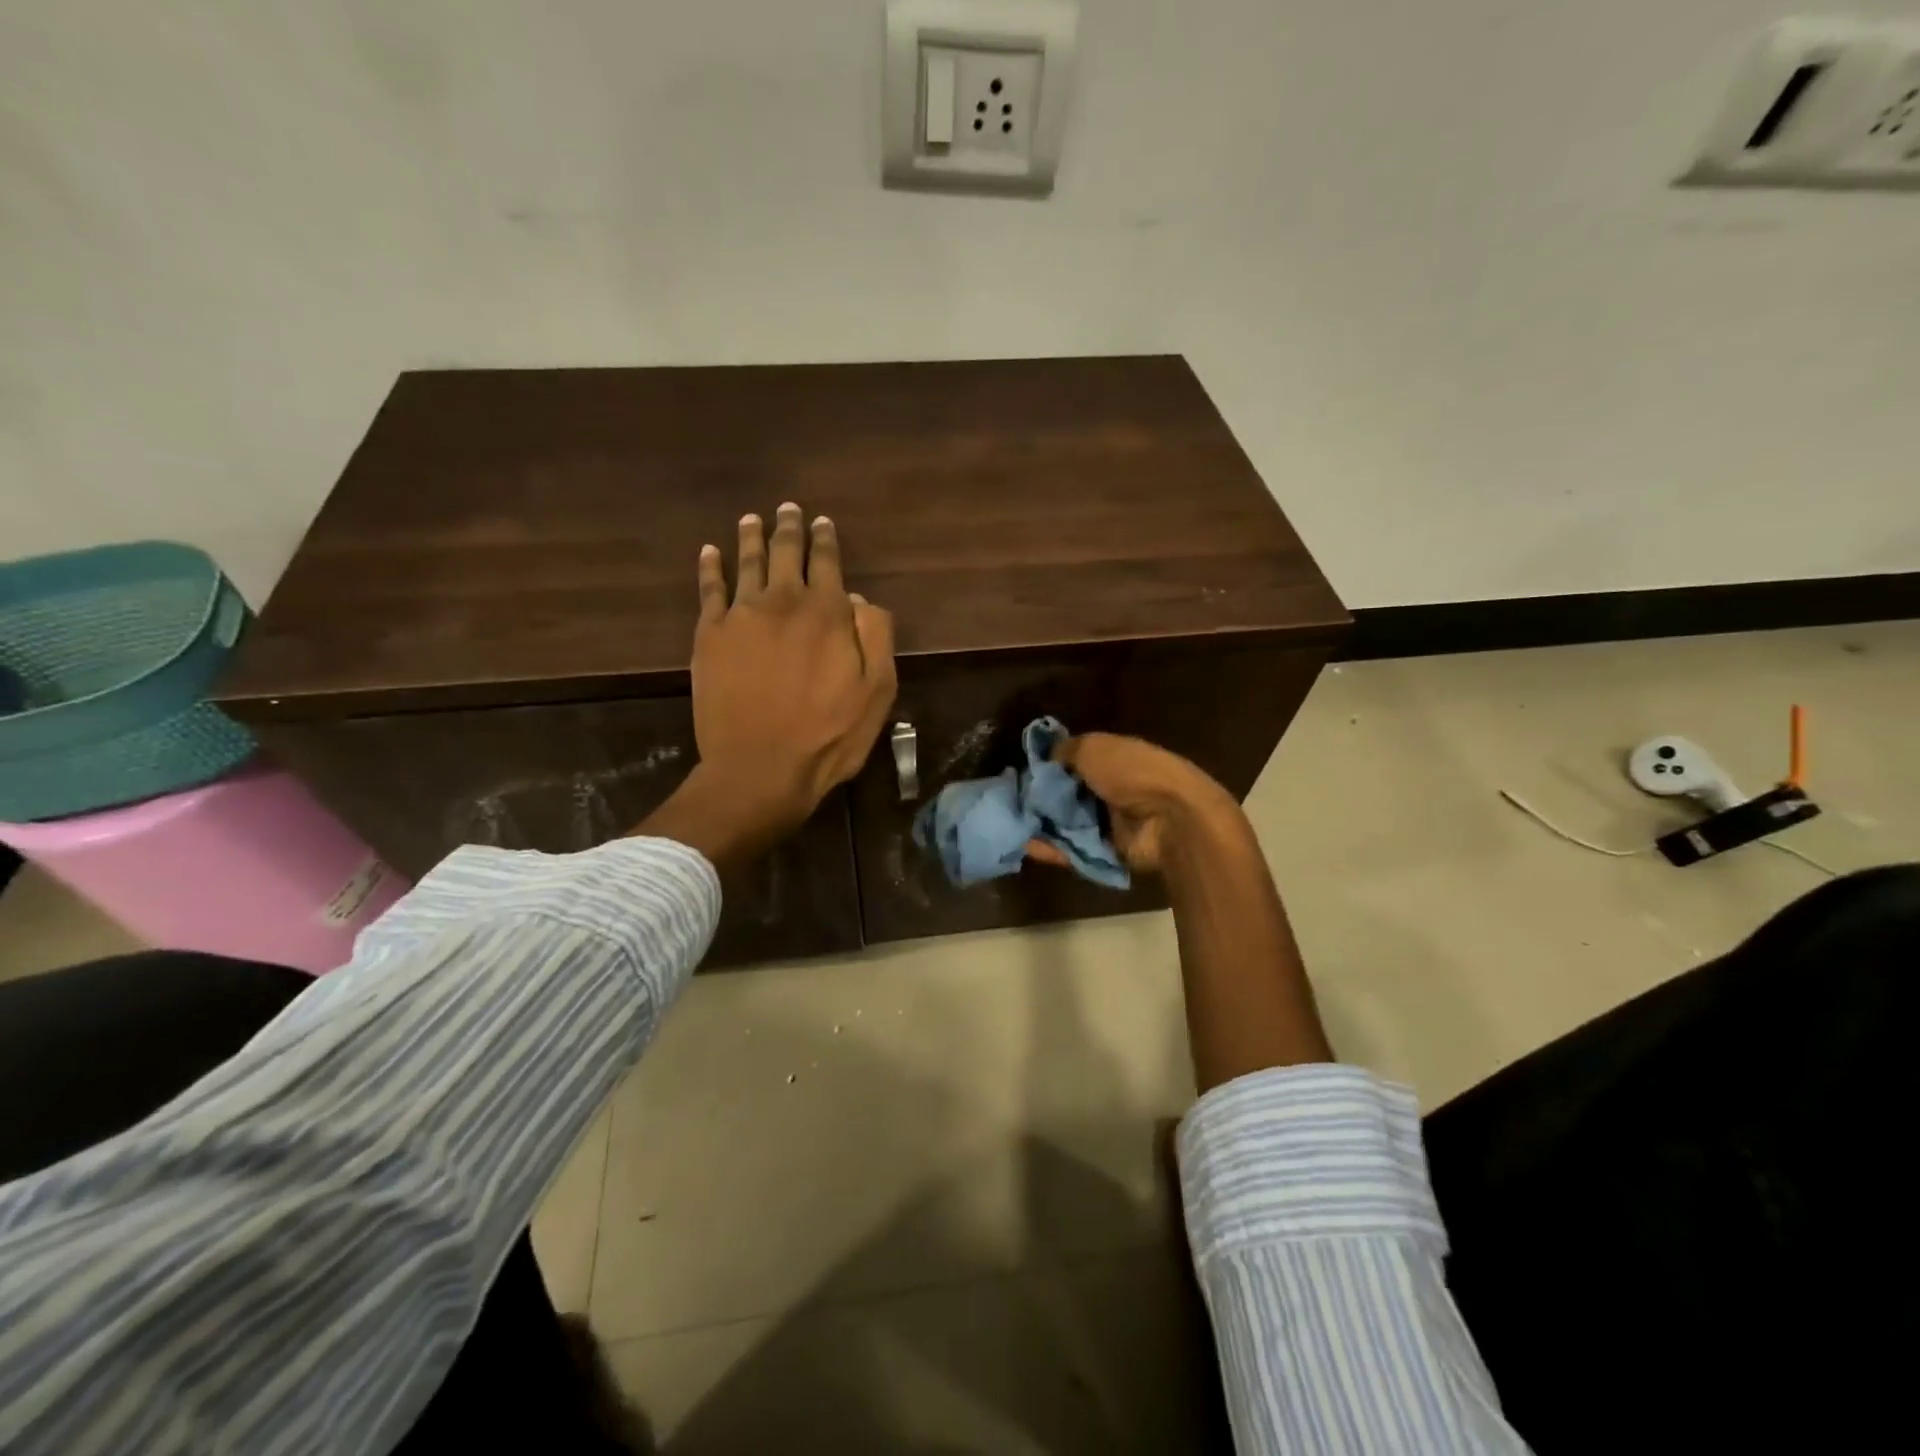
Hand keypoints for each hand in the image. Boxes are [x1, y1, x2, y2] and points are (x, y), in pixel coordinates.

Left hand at [686, 503, 896, 839]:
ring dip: (751, 537)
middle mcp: (783, 601)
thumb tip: (858, 600)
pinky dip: (710, 567)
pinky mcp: (710, 636)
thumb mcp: (877, 691)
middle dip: (789, 528)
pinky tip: (709, 552)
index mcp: (828, 613)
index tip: (822, 523)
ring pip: (747, 562)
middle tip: (788, 509)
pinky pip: (709, 590)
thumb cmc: (828, 735)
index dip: (826, 540)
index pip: (827, 563)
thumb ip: (875, 637)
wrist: (760, 768)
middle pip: (786, 553)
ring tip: (752, 518)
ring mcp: (741, 616)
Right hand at [1026, 733, 1239, 874]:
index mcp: (1112, 759)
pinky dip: (1048, 848)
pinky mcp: (1104, 852)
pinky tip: (1023, 843)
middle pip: (1066, 794)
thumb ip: (1065, 750)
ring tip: (1009, 823)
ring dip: (1039, 823)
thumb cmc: (1132, 772)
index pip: (1073, 761)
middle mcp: (1110, 789)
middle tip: (1009, 800)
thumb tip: (1045, 758)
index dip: (1047, 766)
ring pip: (1065, 823)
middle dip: (1039, 798)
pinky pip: (1071, 850)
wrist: (1169, 819)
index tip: (1021, 771)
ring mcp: (1108, 823)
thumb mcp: (1093, 747)